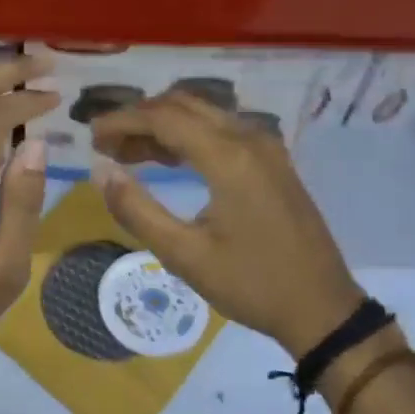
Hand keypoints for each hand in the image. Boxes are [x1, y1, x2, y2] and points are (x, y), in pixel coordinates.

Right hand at [89, 91, 364, 358]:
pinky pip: (222, 130)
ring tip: (127, 153)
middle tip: (105, 144)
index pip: (164, 118)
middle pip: (183, 105)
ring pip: (203, 115)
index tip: (91, 137)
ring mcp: (266, 147)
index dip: (122, 121)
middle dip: (140, 118)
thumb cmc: (251, 284)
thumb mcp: (185, 256)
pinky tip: (167, 160)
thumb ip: (137, 210)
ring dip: (163, 126)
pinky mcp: (272, 161)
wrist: (322, 308)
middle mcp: (249, 139)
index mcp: (229, 157)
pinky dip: (188, 136)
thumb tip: (101, 172)